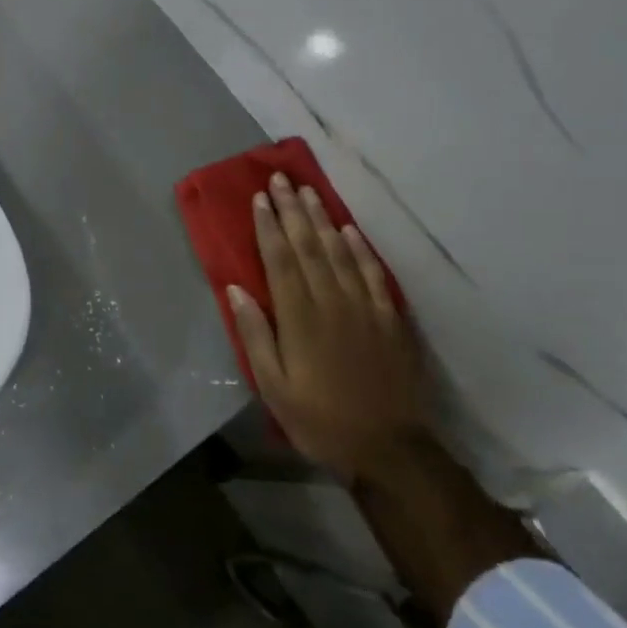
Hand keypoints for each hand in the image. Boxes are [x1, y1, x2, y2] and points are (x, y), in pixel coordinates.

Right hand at [228, 173, 429, 481]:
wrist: (388, 448)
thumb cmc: (319, 420)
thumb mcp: (273, 387)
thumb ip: (254, 335)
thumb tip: (236, 288)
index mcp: (300, 317)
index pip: (280, 260)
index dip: (268, 226)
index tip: (259, 198)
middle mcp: (332, 301)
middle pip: (309, 246)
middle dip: (292, 210)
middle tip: (280, 179)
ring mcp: (365, 307)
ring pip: (340, 251)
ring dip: (322, 219)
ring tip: (309, 192)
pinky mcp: (390, 318)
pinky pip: (374, 273)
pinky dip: (360, 248)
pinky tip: (349, 230)